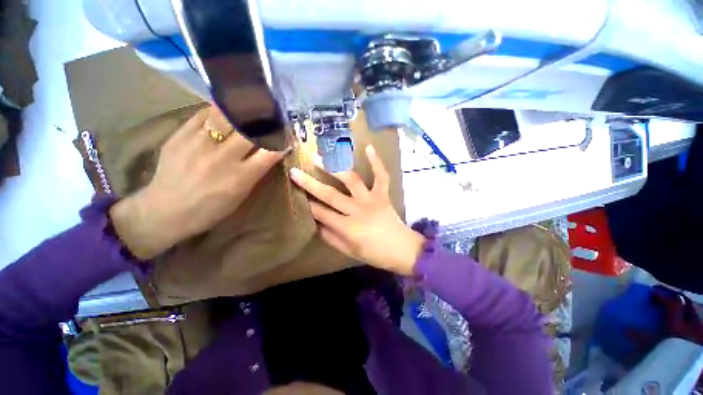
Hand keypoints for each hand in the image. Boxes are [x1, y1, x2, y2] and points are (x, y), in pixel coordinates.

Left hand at [109, 107, 283, 259]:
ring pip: (227, 116)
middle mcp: (222, 158)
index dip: (281, 139)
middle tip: (271, 113)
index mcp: (241, 177)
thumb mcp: (241, 194)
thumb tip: (272, 151)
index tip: (286, 132)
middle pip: (250, 130)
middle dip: (265, 120)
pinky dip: (218, 109)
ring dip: (243, 109)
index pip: (270, 151)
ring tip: (251, 104)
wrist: (165, 210)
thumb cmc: (211, 208)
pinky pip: (203, 114)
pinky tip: (225, 108)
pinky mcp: (179, 136)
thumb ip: (257, 171)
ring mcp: (199, 144)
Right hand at [290, 145, 424, 275]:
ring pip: (351, 180)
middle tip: (295, 171)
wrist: (402, 249)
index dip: (307, 204)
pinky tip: (369, 147)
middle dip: (310, 183)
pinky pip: (381, 176)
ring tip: (322, 157)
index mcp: (347, 228)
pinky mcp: (383, 194)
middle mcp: (357, 210)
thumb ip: (330, 237)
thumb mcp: (349, 251)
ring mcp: (371, 199)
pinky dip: (376, 162)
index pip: (321, 213)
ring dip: (335, 168)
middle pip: (330, 194)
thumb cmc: (375, 254)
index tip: (294, 193)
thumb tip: (315, 224)